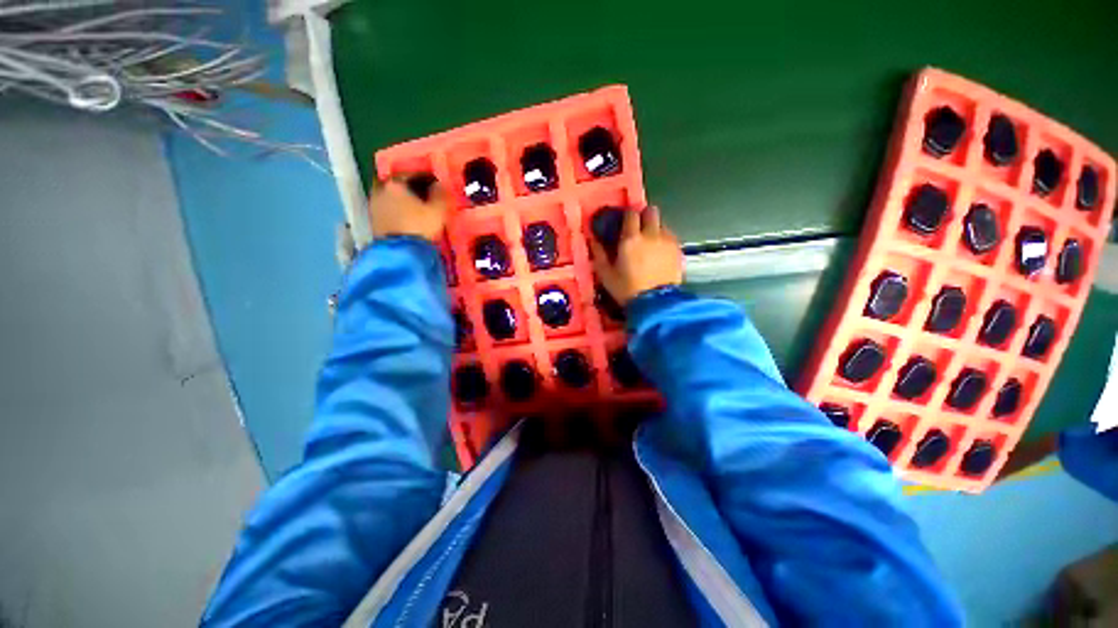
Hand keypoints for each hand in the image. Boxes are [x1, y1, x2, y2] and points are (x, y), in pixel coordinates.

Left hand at [369, 174, 448, 240]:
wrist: (400, 253)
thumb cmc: (420, 227)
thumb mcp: (438, 211)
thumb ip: (440, 195)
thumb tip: (440, 185)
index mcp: (395, 183)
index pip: (411, 174)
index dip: (425, 178)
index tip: (435, 185)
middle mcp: (380, 190)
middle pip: (397, 184)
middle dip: (409, 189)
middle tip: (423, 196)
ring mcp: (374, 206)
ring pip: (390, 197)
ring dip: (402, 201)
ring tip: (416, 209)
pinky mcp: (373, 221)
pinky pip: (387, 210)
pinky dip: (396, 211)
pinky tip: (407, 219)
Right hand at [591, 206, 682, 305]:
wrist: (655, 304)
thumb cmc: (627, 289)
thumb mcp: (606, 275)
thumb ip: (599, 254)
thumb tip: (593, 240)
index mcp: (630, 239)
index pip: (631, 214)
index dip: (627, 216)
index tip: (624, 223)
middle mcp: (651, 234)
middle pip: (651, 211)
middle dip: (644, 216)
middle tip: (639, 228)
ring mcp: (667, 241)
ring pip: (662, 223)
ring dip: (655, 228)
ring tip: (650, 242)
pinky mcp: (678, 250)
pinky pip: (671, 236)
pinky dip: (664, 239)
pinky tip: (659, 251)